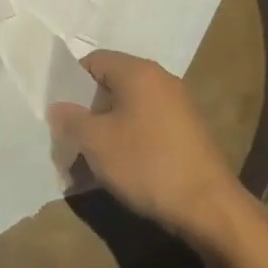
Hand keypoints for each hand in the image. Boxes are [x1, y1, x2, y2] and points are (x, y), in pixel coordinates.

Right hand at [48, 50, 241, 244]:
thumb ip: (70, 119)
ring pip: (128, 108)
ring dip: (105, 128)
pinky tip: (118, 167)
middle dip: (87, 109)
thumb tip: (59, 108)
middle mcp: (161, 80)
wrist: (208, 207)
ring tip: (89, 158)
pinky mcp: (187, 131)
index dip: (70, 83)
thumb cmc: (146, 164)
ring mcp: (178, 106)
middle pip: (111, 84)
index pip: (93, 60)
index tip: (59, 111)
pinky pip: (146, 125)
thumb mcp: (96, 142)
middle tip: (70, 137)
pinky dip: (127, 139)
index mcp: (138, 72)